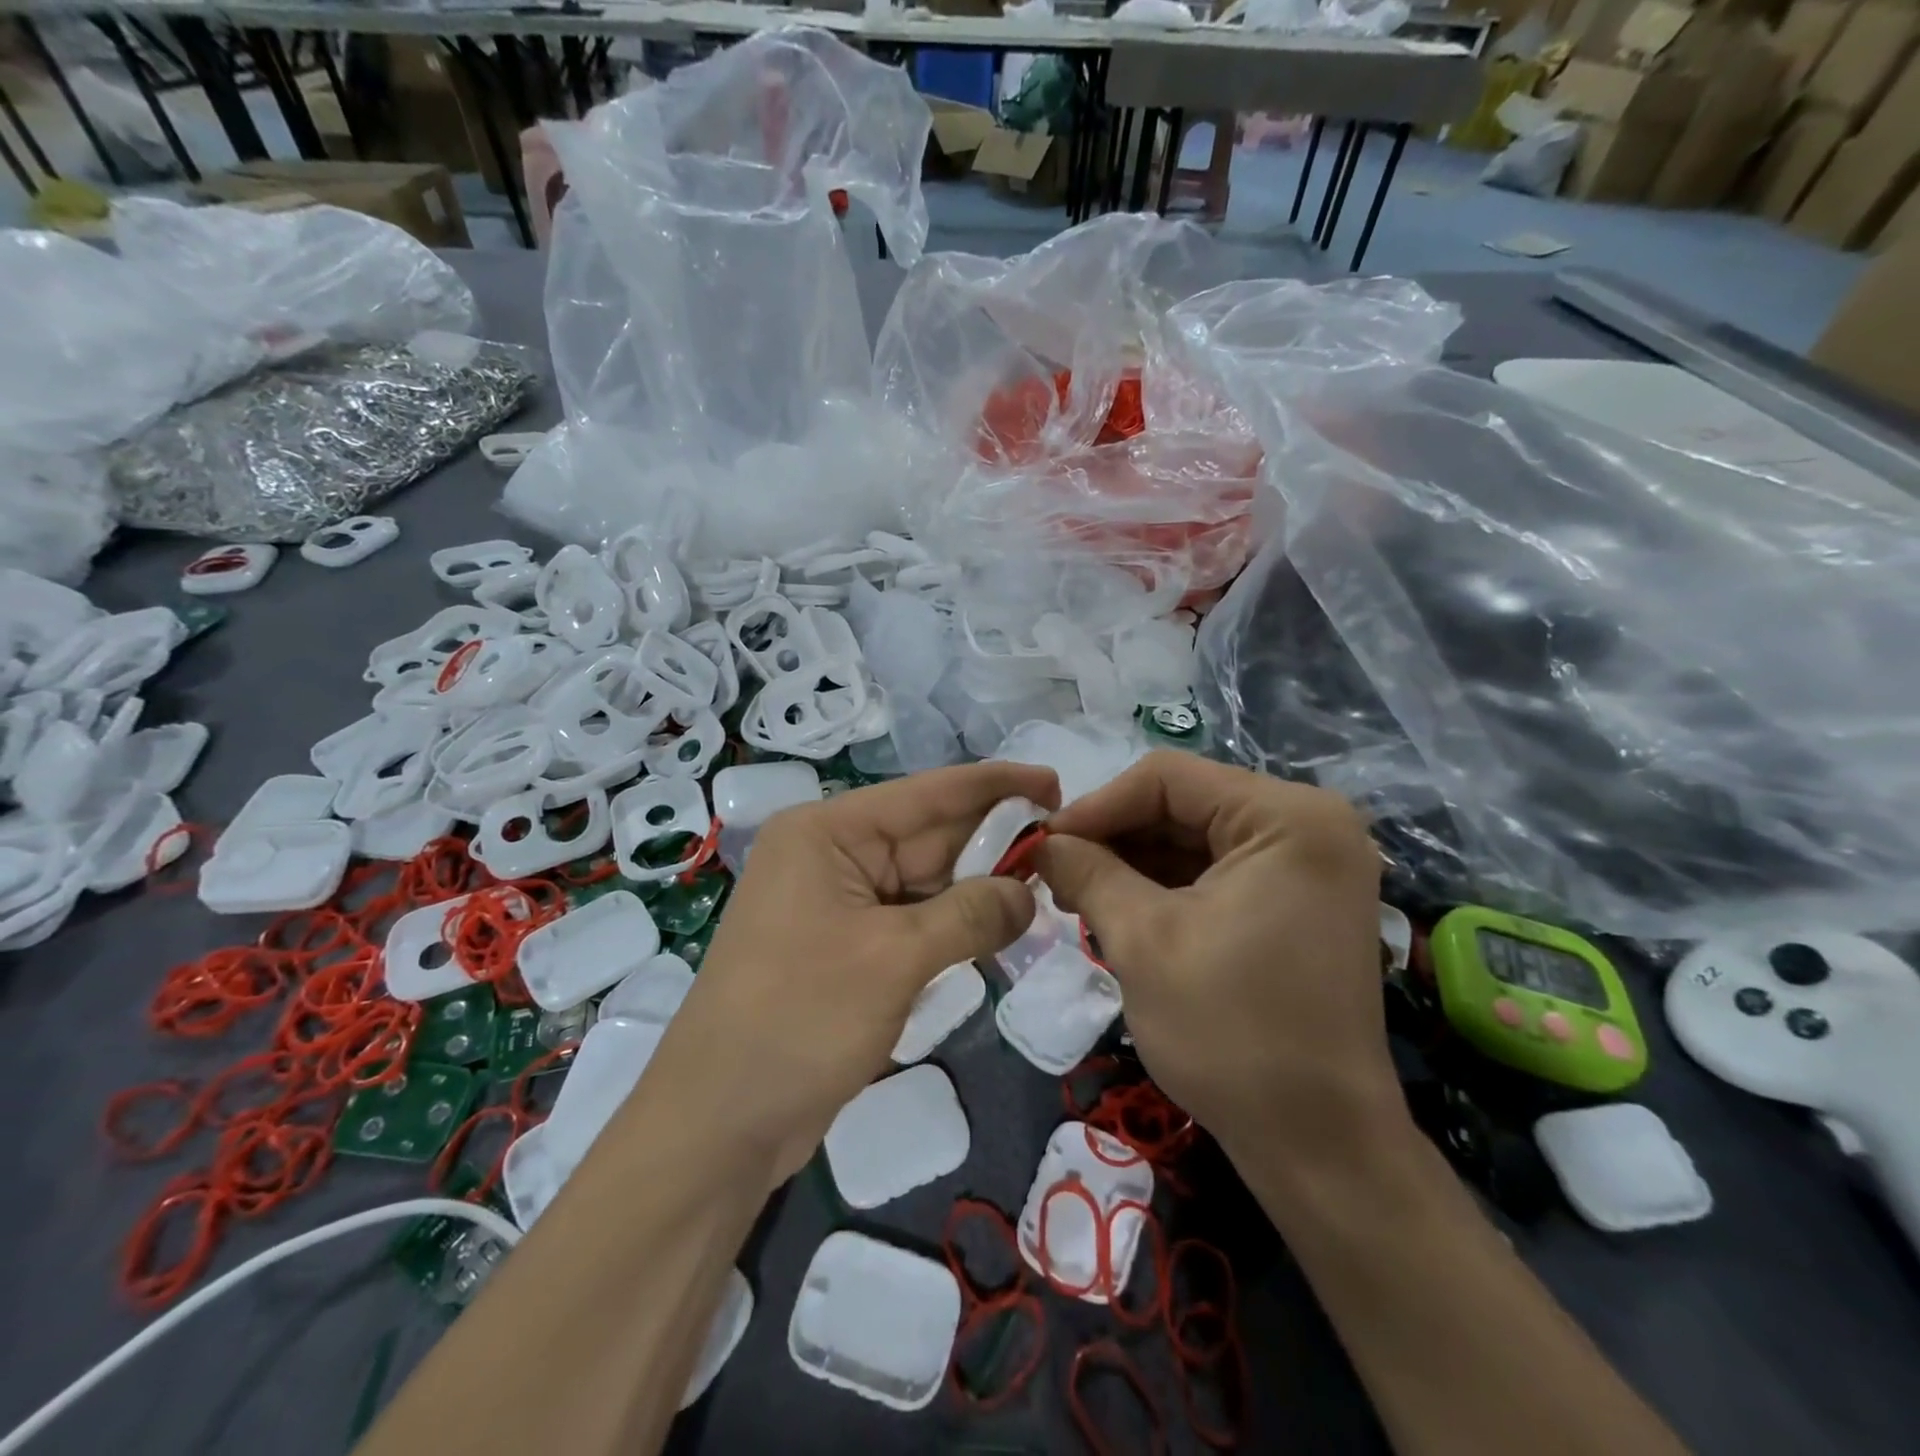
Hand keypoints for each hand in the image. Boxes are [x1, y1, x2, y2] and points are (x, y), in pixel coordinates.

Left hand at [643, 761, 1060, 1186]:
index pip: (926, 793)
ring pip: (924, 881)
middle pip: (927, 836)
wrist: (718, 1125)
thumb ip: (969, 915)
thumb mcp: (894, 959)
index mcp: (828, 833)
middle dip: (992, 841)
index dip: (995, 785)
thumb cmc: (800, 1021)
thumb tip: (1027, 894)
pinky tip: (998, 926)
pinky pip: (910, 919)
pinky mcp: (844, 946)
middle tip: (1064, 846)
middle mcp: (830, 855)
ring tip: (1044, 885)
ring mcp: (835, 903)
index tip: (1055, 782)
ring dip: (977, 887)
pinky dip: (952, 923)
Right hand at [1036, 750, 1398, 1167]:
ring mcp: (1309, 864)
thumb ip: (1086, 873)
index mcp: (1288, 817)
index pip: (1168, 778)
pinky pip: (1218, 869)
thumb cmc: (1232, 1034)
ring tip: (1077, 893)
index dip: (1096, 805)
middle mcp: (1309, 824)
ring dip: (1134, 861)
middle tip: (1054, 871)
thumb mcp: (1142, 941)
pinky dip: (1166, 884)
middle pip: (1184, 803)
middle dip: (1114, 836)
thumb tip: (1041, 842)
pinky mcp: (1299, 900)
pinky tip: (1119, 907)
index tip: (1044, 843)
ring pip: (1196, 836)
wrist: (1320, 1145)